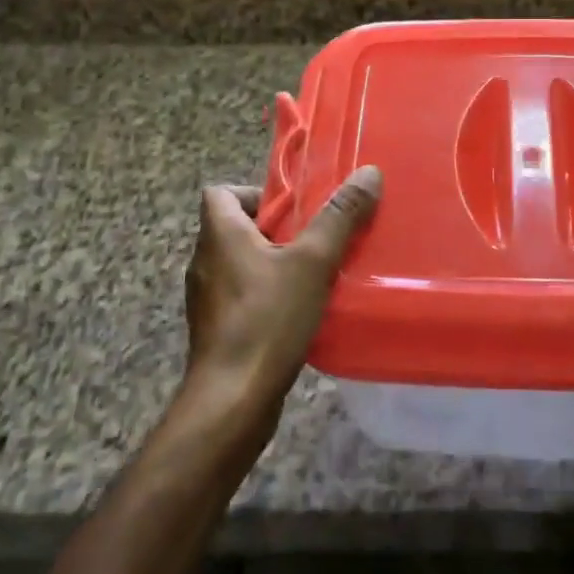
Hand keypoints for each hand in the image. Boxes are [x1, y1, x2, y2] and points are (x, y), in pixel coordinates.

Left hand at [181, 166, 382, 428]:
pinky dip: (267, 295)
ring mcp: (207, 299)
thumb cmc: (267, 319)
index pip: (220, 191)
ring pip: (241, 264)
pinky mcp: (216, 330)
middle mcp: (204, 261)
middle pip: (236, 227)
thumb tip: (368, 173)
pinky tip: (300, 311)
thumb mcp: (312, 262)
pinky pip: (242, 296)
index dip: (254, 192)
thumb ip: (340, 217)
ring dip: (274, 264)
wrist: (232, 400)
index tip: (292, 209)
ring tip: (314, 274)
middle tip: (316, 239)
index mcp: (218, 234)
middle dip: (276, 230)